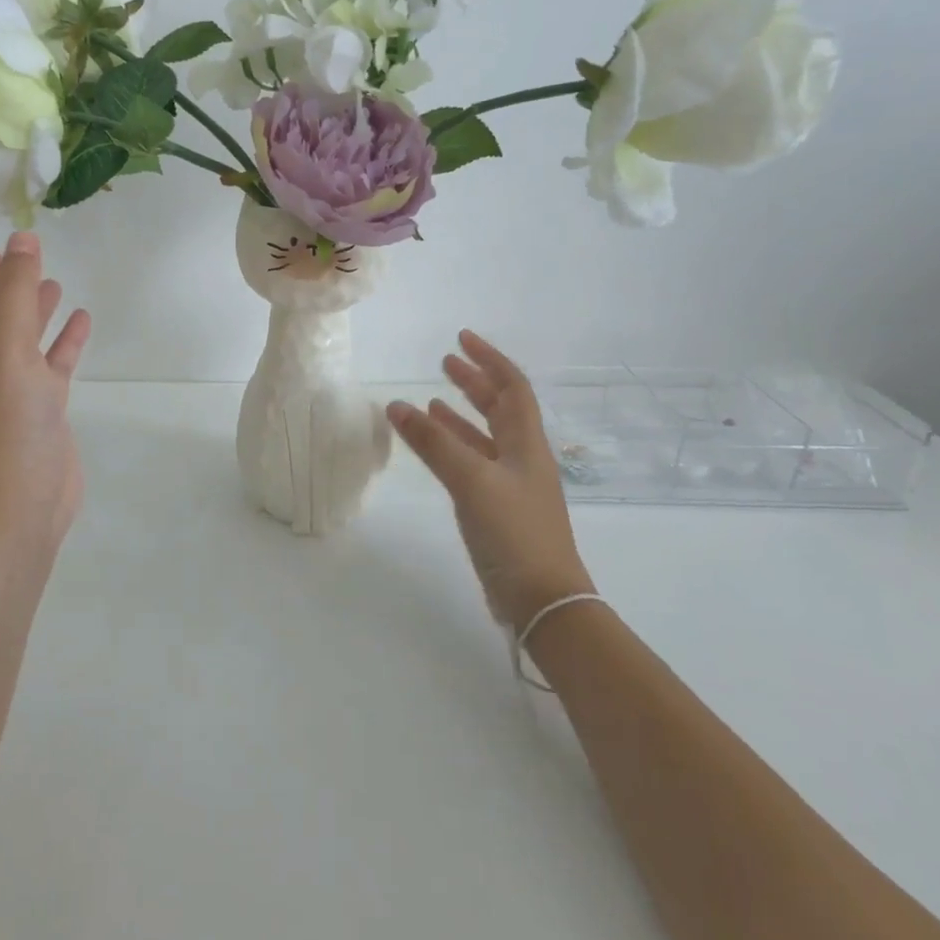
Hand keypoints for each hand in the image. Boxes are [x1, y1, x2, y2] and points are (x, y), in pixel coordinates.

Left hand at [0, 230, 91, 552]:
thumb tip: (23, 239)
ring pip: (19, 336)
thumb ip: (15, 294)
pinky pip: (52, 362)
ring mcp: (11, 387)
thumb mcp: (5, 351)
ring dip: (31, 307)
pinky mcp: (42, 406)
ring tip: (49, 279)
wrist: (20, 505)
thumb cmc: (2, 425)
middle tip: (4, 250)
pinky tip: (81, 319)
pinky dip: (64, 340)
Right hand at [386, 330, 593, 630]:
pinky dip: (453, 447)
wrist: (543, 601)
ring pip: (484, 436)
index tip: (462, 339)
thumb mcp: (472, 480)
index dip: (489, 359)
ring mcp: (511, 485)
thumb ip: (433, 442)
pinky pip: (472, 463)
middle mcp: (522, 457)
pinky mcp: (498, 509)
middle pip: (500, 408)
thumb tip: (396, 404)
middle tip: (445, 362)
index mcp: (526, 443)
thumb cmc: (514, 532)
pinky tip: (433, 447)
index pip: (512, 387)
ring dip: (460, 414)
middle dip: (474, 382)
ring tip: (432, 399)